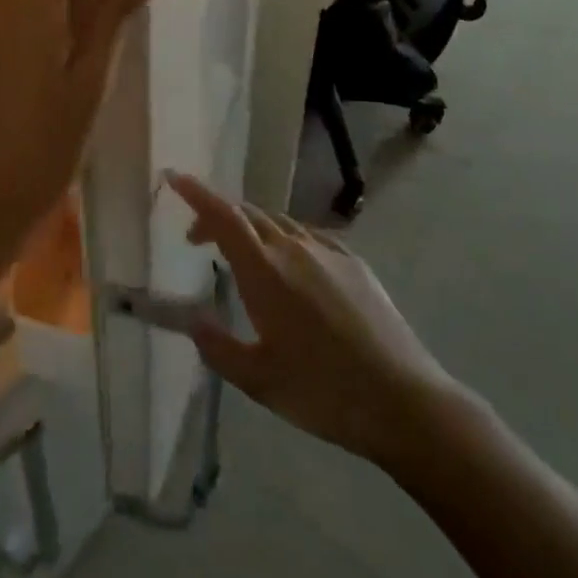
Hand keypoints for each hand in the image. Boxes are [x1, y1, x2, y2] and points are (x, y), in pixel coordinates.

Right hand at [167, 173, 453, 464]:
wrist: (403, 400)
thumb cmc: (323, 393)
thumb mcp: (258, 380)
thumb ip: (217, 347)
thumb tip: (192, 320)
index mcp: (265, 271)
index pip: (223, 216)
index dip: (196, 193)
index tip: (173, 177)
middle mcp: (293, 249)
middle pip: (248, 214)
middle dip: (216, 218)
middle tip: (197, 241)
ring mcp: (327, 252)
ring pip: (278, 222)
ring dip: (252, 228)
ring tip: (242, 256)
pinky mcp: (354, 262)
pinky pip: (308, 236)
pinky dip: (285, 240)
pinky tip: (291, 268)